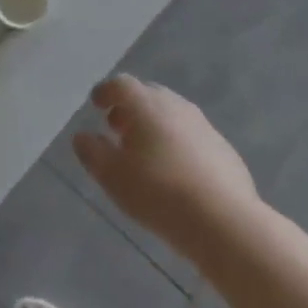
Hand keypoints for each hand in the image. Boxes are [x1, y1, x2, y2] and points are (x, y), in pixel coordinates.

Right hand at [73, 76, 259, 260]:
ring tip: (146, 154)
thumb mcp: (112, 176)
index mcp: (146, 104)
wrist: (225, 222)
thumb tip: (82, 137)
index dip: (105, 92)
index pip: (121, 85)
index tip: (96, 105)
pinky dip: (178, 144)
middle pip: (148, 96)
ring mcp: (204, 126)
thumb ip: (92, 152)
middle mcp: (176, 105)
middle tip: (118, 130)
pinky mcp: (224, 150)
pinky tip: (176, 173)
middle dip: (130, 109)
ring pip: (172, 115)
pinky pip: (193, 137)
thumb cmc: (158, 192)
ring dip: (155, 126)